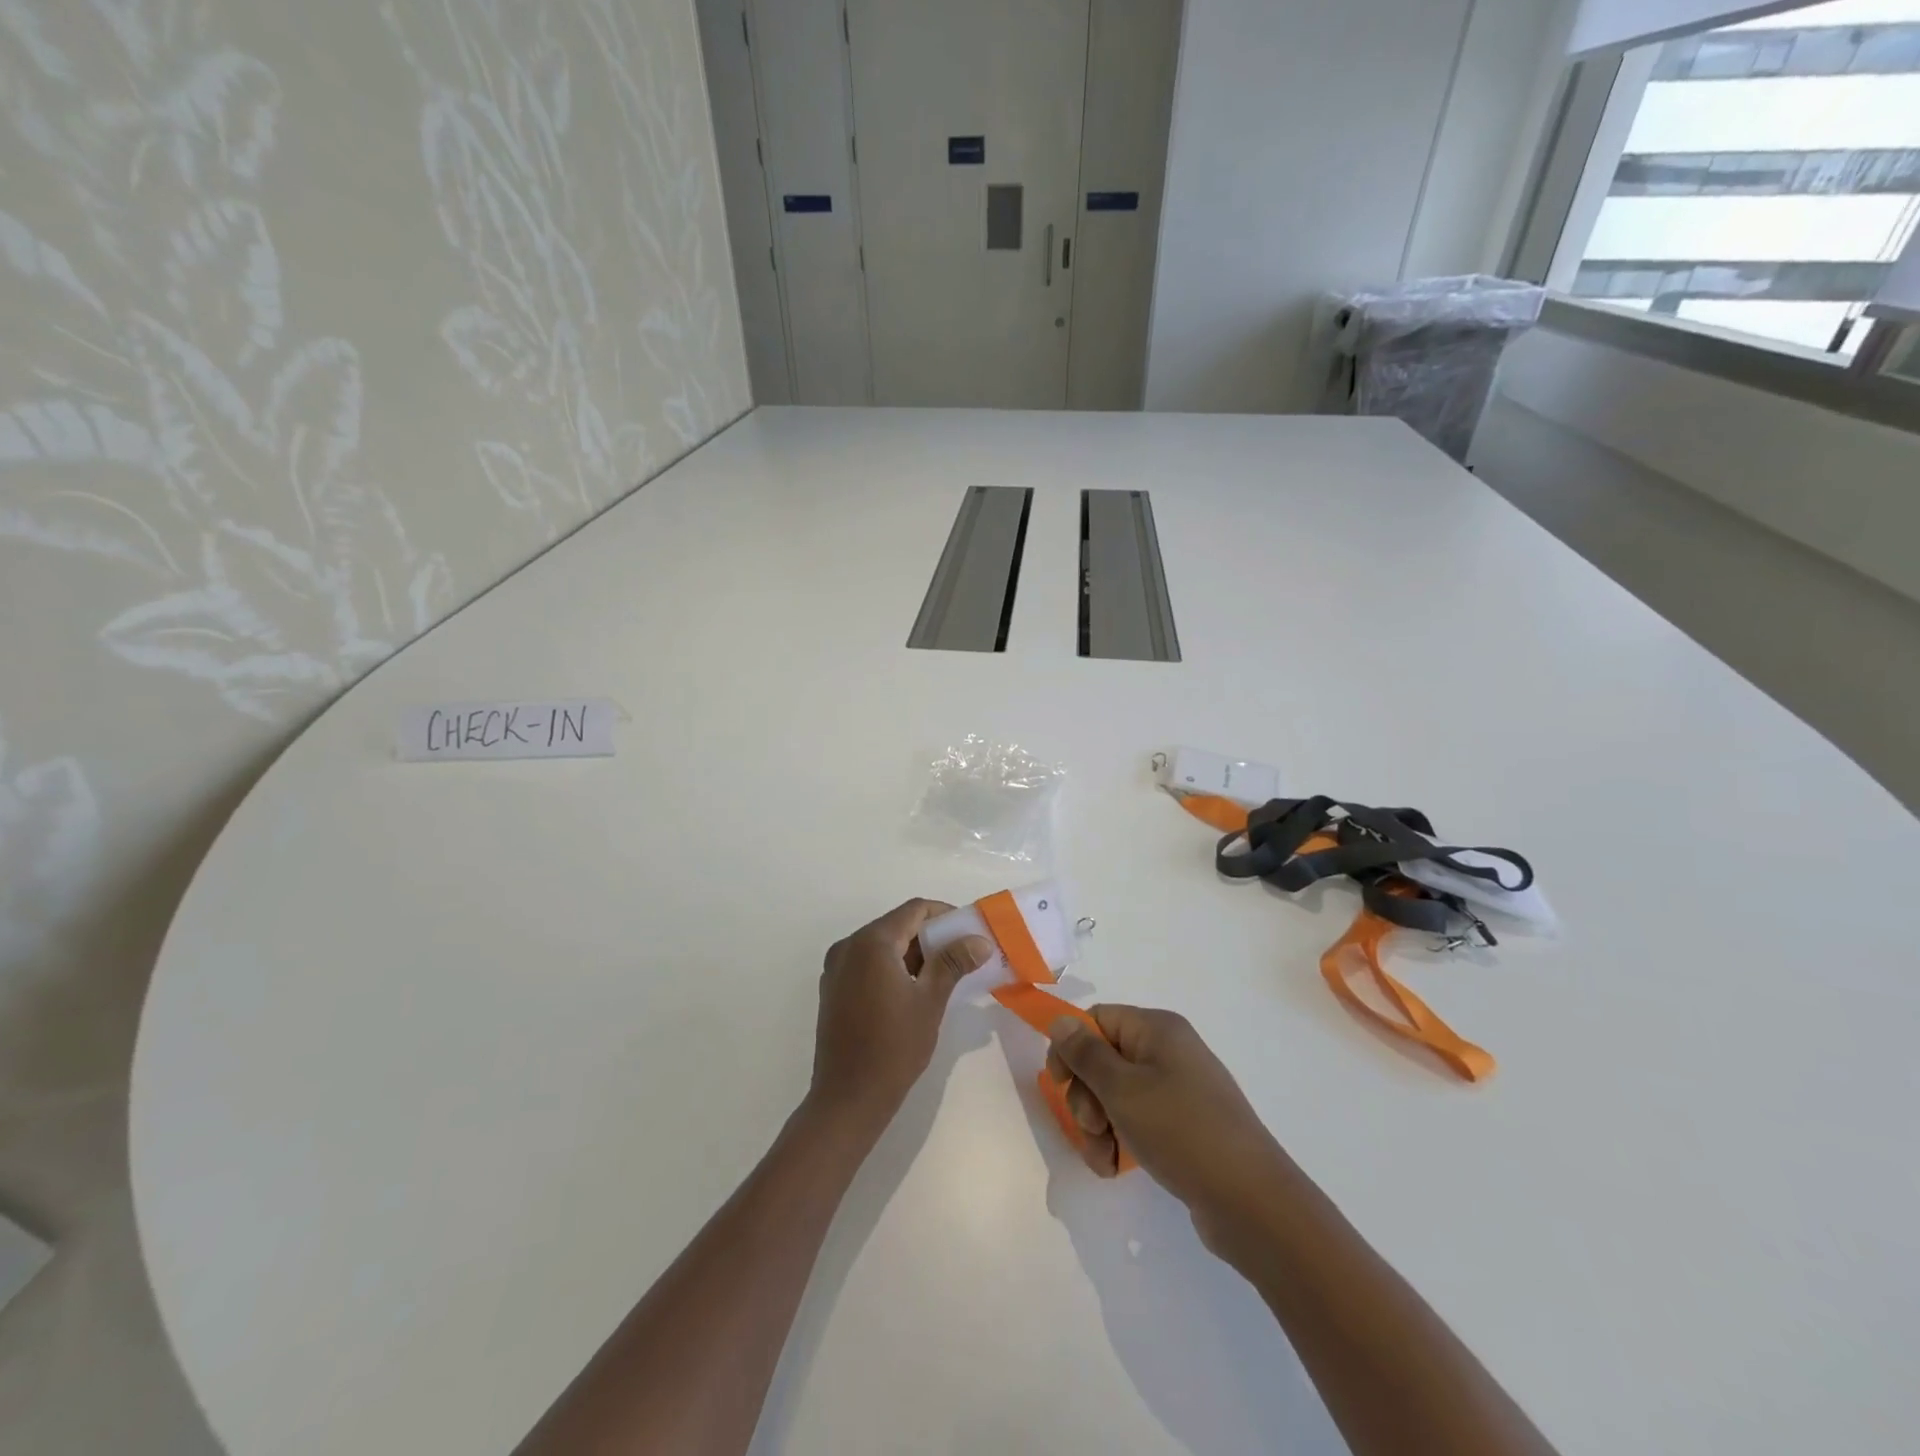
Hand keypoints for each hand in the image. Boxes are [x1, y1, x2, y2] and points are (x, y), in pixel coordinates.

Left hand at [809, 900, 992, 1138]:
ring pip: (882, 945)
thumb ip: (953, 963)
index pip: (914, 910)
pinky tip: (914, 990)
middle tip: (962, 955)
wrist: (848, 1098)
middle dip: (931, 936)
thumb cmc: (894, 1047)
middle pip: (897, 925)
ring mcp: (836, 968)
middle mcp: (848, 946)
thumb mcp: (930, 1001)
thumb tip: (980, 940)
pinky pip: (868, 964)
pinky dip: (892, 967)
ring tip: (943, 975)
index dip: (945, 915)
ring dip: (913, 953)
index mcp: (871, 942)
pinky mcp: (833, 989)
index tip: (970, 932)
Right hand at [1047, 1006, 1296, 1255]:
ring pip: (1116, 1096)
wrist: (1252, 1201)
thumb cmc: (1181, 1130)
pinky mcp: (1184, 1125)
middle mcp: (1168, 1051)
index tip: (1057, 1083)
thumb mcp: (1122, 1090)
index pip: (1097, 1019)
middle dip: (1085, 1096)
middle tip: (1091, 1127)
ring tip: (1103, 1159)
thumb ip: (1085, 1054)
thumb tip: (1061, 1021)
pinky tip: (1115, 1167)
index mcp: (1157, 1029)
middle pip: (1104, 1059)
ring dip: (1098, 1126)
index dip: (1071, 1047)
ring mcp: (1179, 1090)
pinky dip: (1120, 1140)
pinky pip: (1138, 1121)